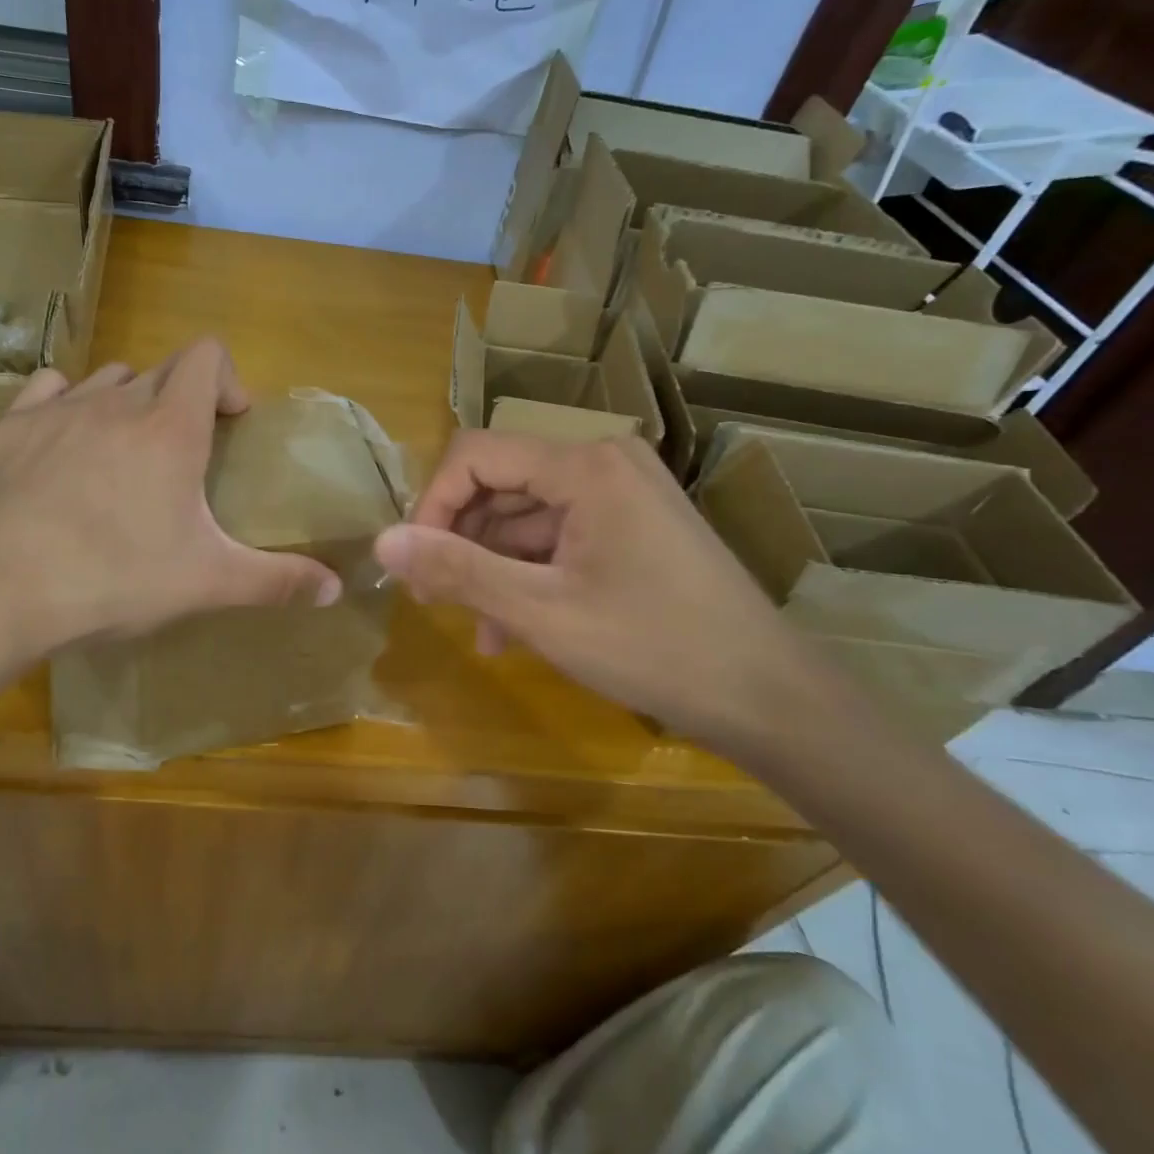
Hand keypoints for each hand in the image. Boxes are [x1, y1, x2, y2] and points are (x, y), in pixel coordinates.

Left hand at [0, 340, 339, 728]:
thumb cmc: (112, 578)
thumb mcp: (206, 583)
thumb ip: (276, 581)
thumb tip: (336, 589)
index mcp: (169, 428)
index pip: (206, 355)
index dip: (227, 378)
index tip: (232, 424)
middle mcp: (115, 402)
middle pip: (161, 371)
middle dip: (181, 401)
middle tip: (183, 458)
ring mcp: (56, 410)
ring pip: (107, 379)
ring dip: (127, 402)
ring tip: (126, 455)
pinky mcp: (8, 429)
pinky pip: (48, 391)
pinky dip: (67, 405)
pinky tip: (63, 445)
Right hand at [372, 431, 838, 761]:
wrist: (771, 698)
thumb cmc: (655, 647)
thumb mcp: (542, 612)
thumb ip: (457, 570)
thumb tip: (381, 543)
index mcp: (584, 465)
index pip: (476, 455)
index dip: (432, 503)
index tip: (414, 563)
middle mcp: (603, 462)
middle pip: (500, 482)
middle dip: (460, 538)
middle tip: (433, 598)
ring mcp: (622, 493)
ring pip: (526, 515)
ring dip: (492, 565)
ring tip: (476, 627)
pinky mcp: (633, 525)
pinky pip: (559, 536)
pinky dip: (529, 573)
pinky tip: (511, 627)